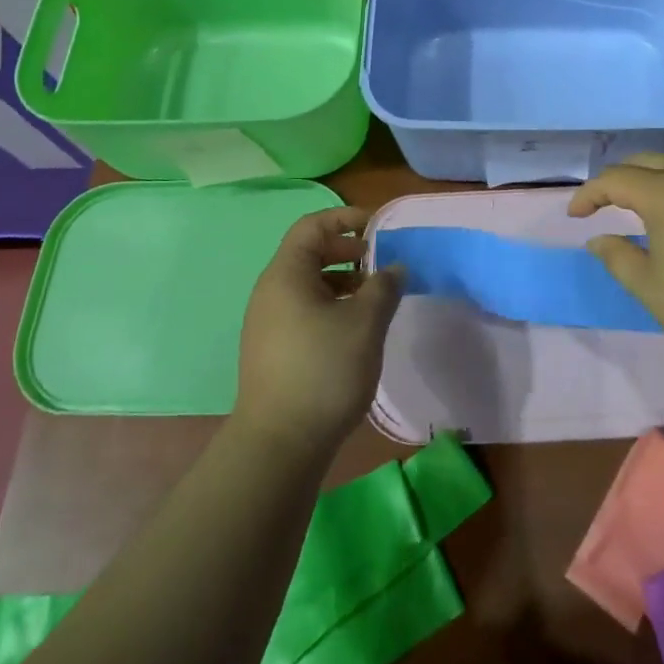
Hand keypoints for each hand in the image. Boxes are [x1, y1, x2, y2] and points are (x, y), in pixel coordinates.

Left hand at [234, 207, 403, 459]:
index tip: (378, 227)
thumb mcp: (364, 324)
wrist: (278, 445)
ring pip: (308, 284)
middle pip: (309, 252)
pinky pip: (303, 309)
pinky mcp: (273, 348)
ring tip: (373, 298)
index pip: (312, 225)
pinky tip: (354, 329)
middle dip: (347, 251)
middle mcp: (271, 291)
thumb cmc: (323, 371)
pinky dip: (330, 305)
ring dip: (342, 281)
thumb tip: (395, 268)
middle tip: (380, 262)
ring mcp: (268, 321)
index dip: (345, 218)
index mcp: (286, 274)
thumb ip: (383, 288)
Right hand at [568, 154, 663, 368]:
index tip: (574, 215)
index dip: (589, 193)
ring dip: (648, 181)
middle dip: (618, 177)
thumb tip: (599, 238)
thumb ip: (619, 259)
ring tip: (635, 209)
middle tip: (602, 203)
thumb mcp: (652, 290)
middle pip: (646, 161)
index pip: (615, 178)